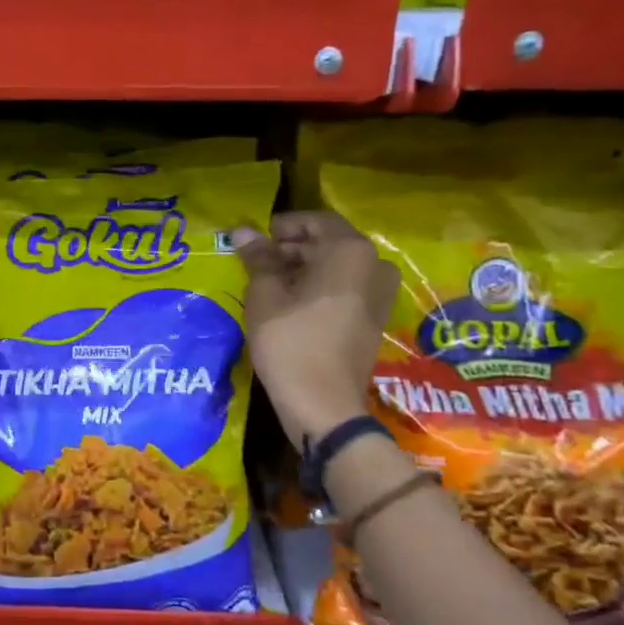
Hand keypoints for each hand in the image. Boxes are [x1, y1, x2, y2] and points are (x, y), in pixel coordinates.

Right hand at [232, 210, 399, 443]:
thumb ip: (257, 258)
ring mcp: (380, 294)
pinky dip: (320, 289)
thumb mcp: (265, 295)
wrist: (323, 404)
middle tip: (257, 262)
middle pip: (329, 243)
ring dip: (305, 269)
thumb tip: (243, 231)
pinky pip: (346, 290)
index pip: (316, 220)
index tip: (255, 238)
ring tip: (269, 284)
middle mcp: (375, 265)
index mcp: (351, 251)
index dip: (283, 225)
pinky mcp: (375, 319)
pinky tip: (290, 304)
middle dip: (292, 248)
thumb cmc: (290, 341)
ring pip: (338, 268)